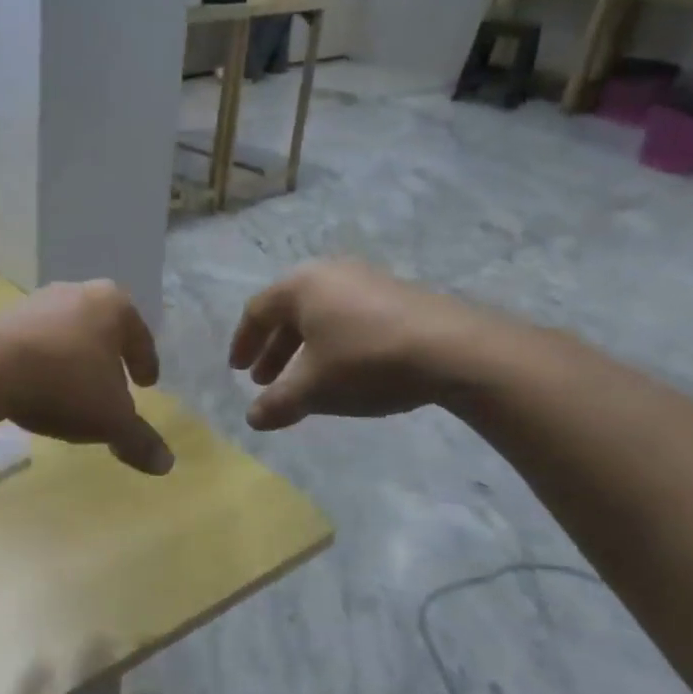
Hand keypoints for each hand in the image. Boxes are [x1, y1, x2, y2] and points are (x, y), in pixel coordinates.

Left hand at [0, 281, 173, 475]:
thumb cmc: (66, 384)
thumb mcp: (110, 419)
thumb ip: (138, 439)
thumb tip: (166, 464)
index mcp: (113, 305)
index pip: (140, 336)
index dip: (146, 362)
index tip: (147, 384)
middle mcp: (76, 292)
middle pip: (102, 329)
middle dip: (109, 357)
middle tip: (114, 384)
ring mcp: (35, 302)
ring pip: (67, 333)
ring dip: (73, 358)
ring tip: (74, 389)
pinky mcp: (1, 318)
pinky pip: (34, 343)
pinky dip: (43, 363)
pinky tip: (38, 388)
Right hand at [228, 261, 502, 429]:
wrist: (454, 350)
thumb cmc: (365, 361)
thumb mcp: (313, 388)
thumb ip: (277, 403)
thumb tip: (252, 419)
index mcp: (300, 286)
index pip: (256, 311)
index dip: (243, 343)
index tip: (237, 371)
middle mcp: (330, 273)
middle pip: (288, 312)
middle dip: (274, 350)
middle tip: (265, 381)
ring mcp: (367, 280)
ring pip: (320, 316)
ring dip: (304, 349)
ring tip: (303, 381)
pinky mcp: (397, 295)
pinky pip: (349, 317)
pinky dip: (334, 344)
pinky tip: (343, 371)